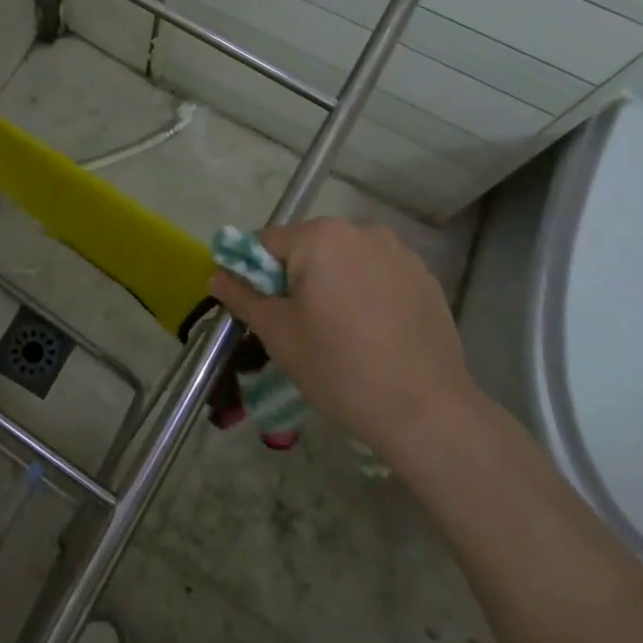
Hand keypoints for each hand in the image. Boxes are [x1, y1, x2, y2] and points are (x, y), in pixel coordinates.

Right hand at [207, 218, 478, 454]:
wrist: (426, 411)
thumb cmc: (339, 367)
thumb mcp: (278, 333)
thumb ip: (242, 296)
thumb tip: (216, 275)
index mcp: (320, 237)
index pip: (266, 243)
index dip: (253, 275)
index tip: (260, 311)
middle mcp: (361, 231)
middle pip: (308, 248)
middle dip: (295, 279)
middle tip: (298, 327)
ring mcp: (399, 252)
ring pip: (345, 261)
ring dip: (332, 284)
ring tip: (340, 333)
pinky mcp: (424, 277)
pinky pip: (378, 275)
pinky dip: (366, 294)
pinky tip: (373, 334)